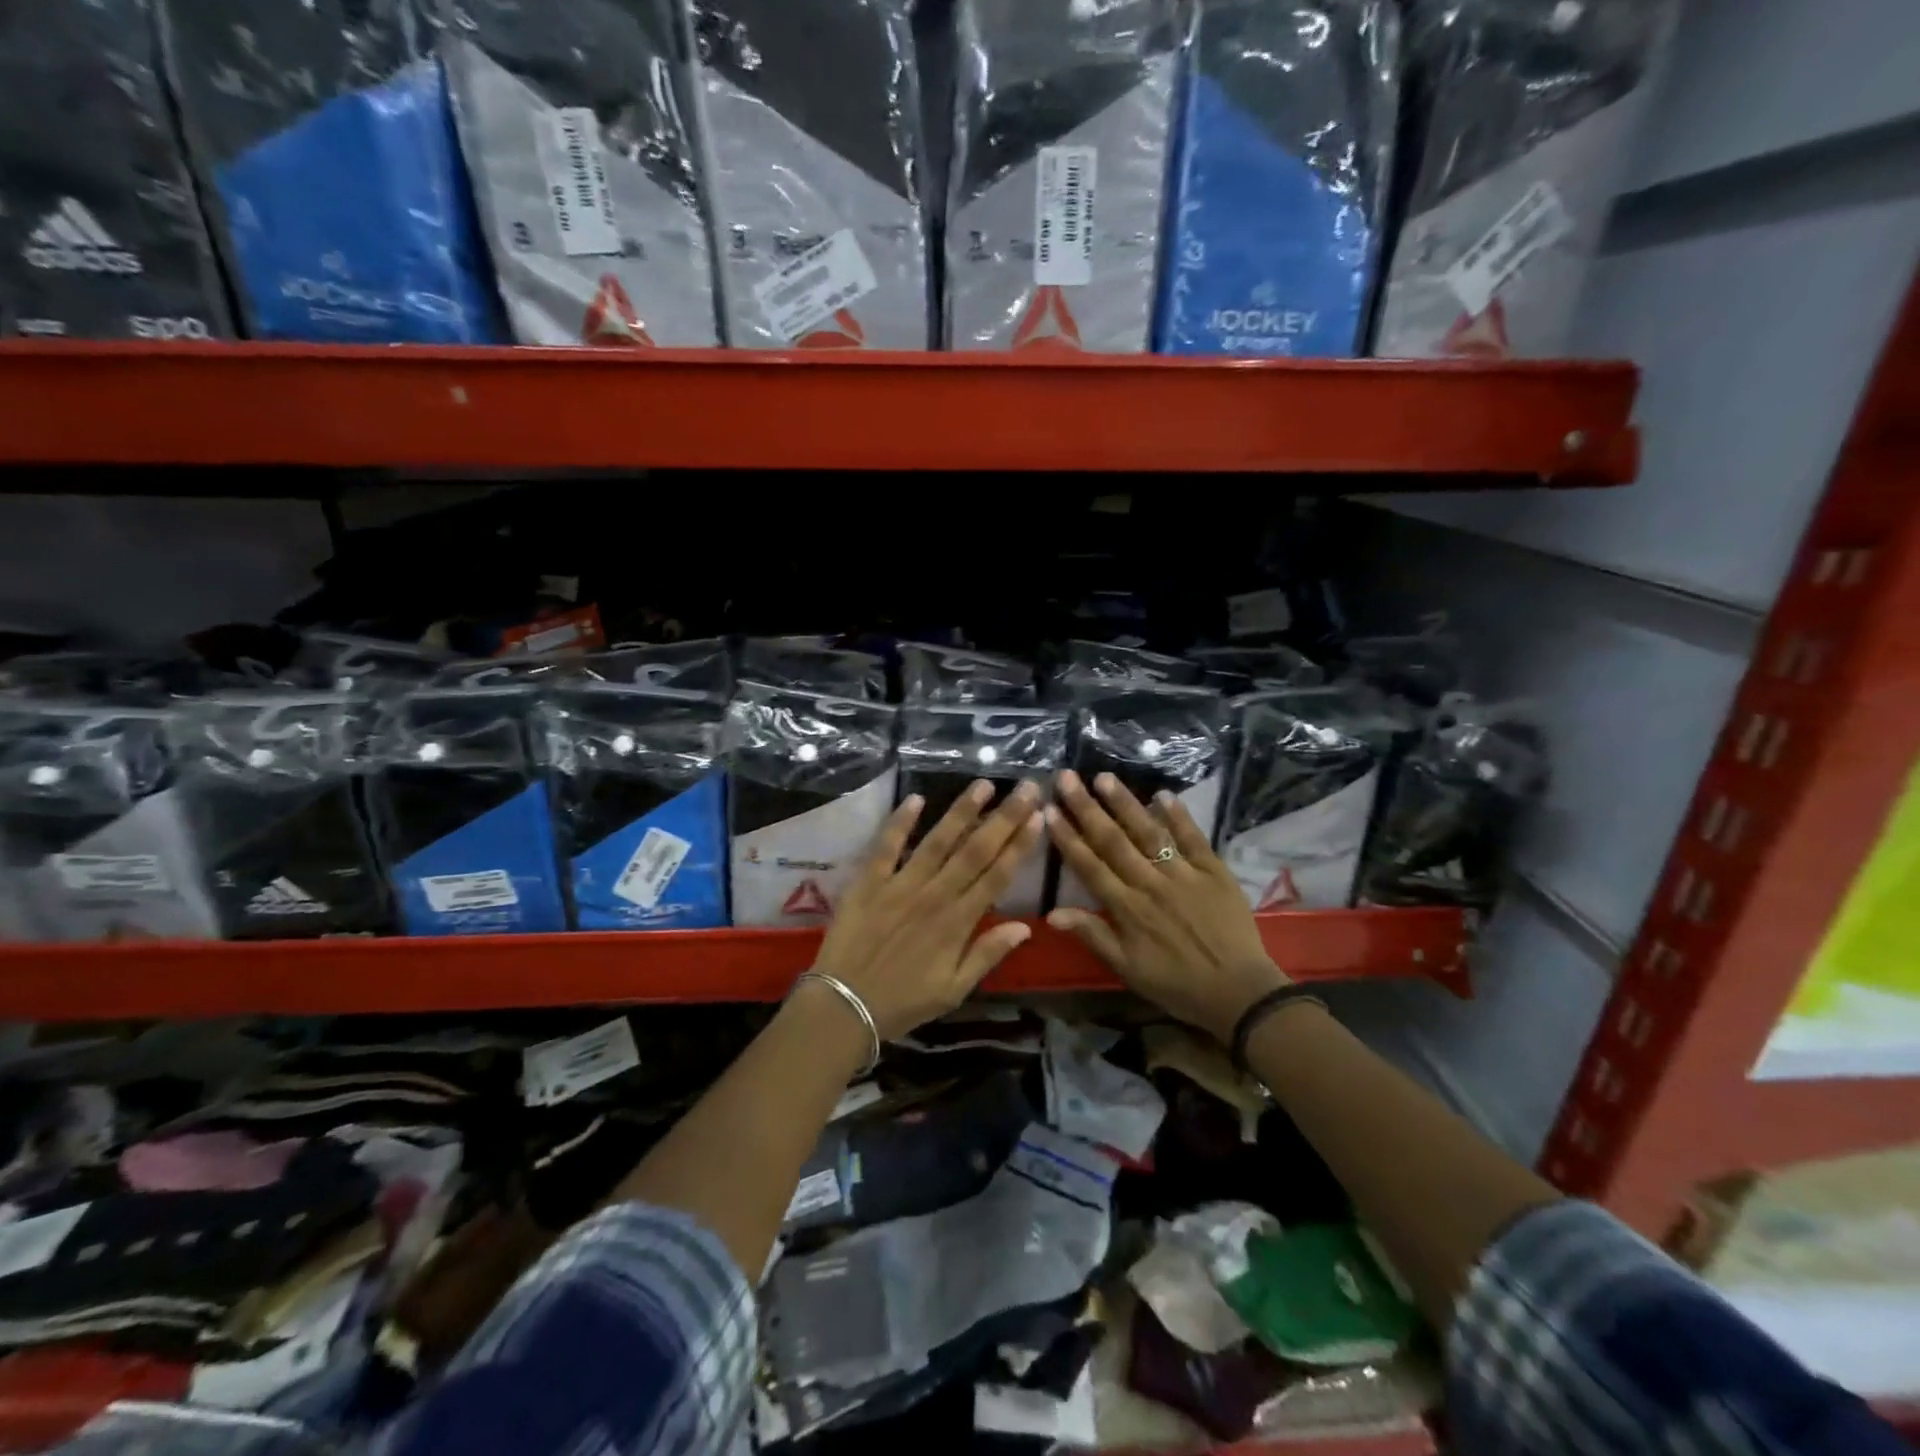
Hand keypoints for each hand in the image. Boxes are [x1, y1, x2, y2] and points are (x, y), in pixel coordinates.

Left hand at [811, 779, 1045, 1039]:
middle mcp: (935, 896)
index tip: (1037, 816)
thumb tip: (1025, 927)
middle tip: (1026, 788)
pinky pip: (886, 846)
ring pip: (938, 841)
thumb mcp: (954, 990)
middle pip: (975, 850)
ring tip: (984, 784)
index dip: (1019, 845)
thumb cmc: (903, 1002)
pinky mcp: (869, 882)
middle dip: (1003, 817)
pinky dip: (900, 822)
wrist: (844, 1006)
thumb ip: (987, 954)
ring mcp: (900, 885)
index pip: (997, 876)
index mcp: (958, 922)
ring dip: (962, 811)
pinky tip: (916, 798)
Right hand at [1045, 770, 1287, 1042]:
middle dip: (1087, 808)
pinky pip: (1193, 839)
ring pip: (1149, 833)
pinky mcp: (1214, 872)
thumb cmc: (1176, 984)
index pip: (1089, 865)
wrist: (1239, 993)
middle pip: (1113, 841)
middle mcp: (1150, 884)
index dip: (1067, 837)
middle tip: (1067, 777)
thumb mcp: (1127, 968)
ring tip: (1104, 777)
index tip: (1049, 809)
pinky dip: (1179, 816)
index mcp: (1127, 908)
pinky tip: (1163, 794)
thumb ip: (1093, 935)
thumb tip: (1052, 913)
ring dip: (1125, 804)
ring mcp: (1183, 874)